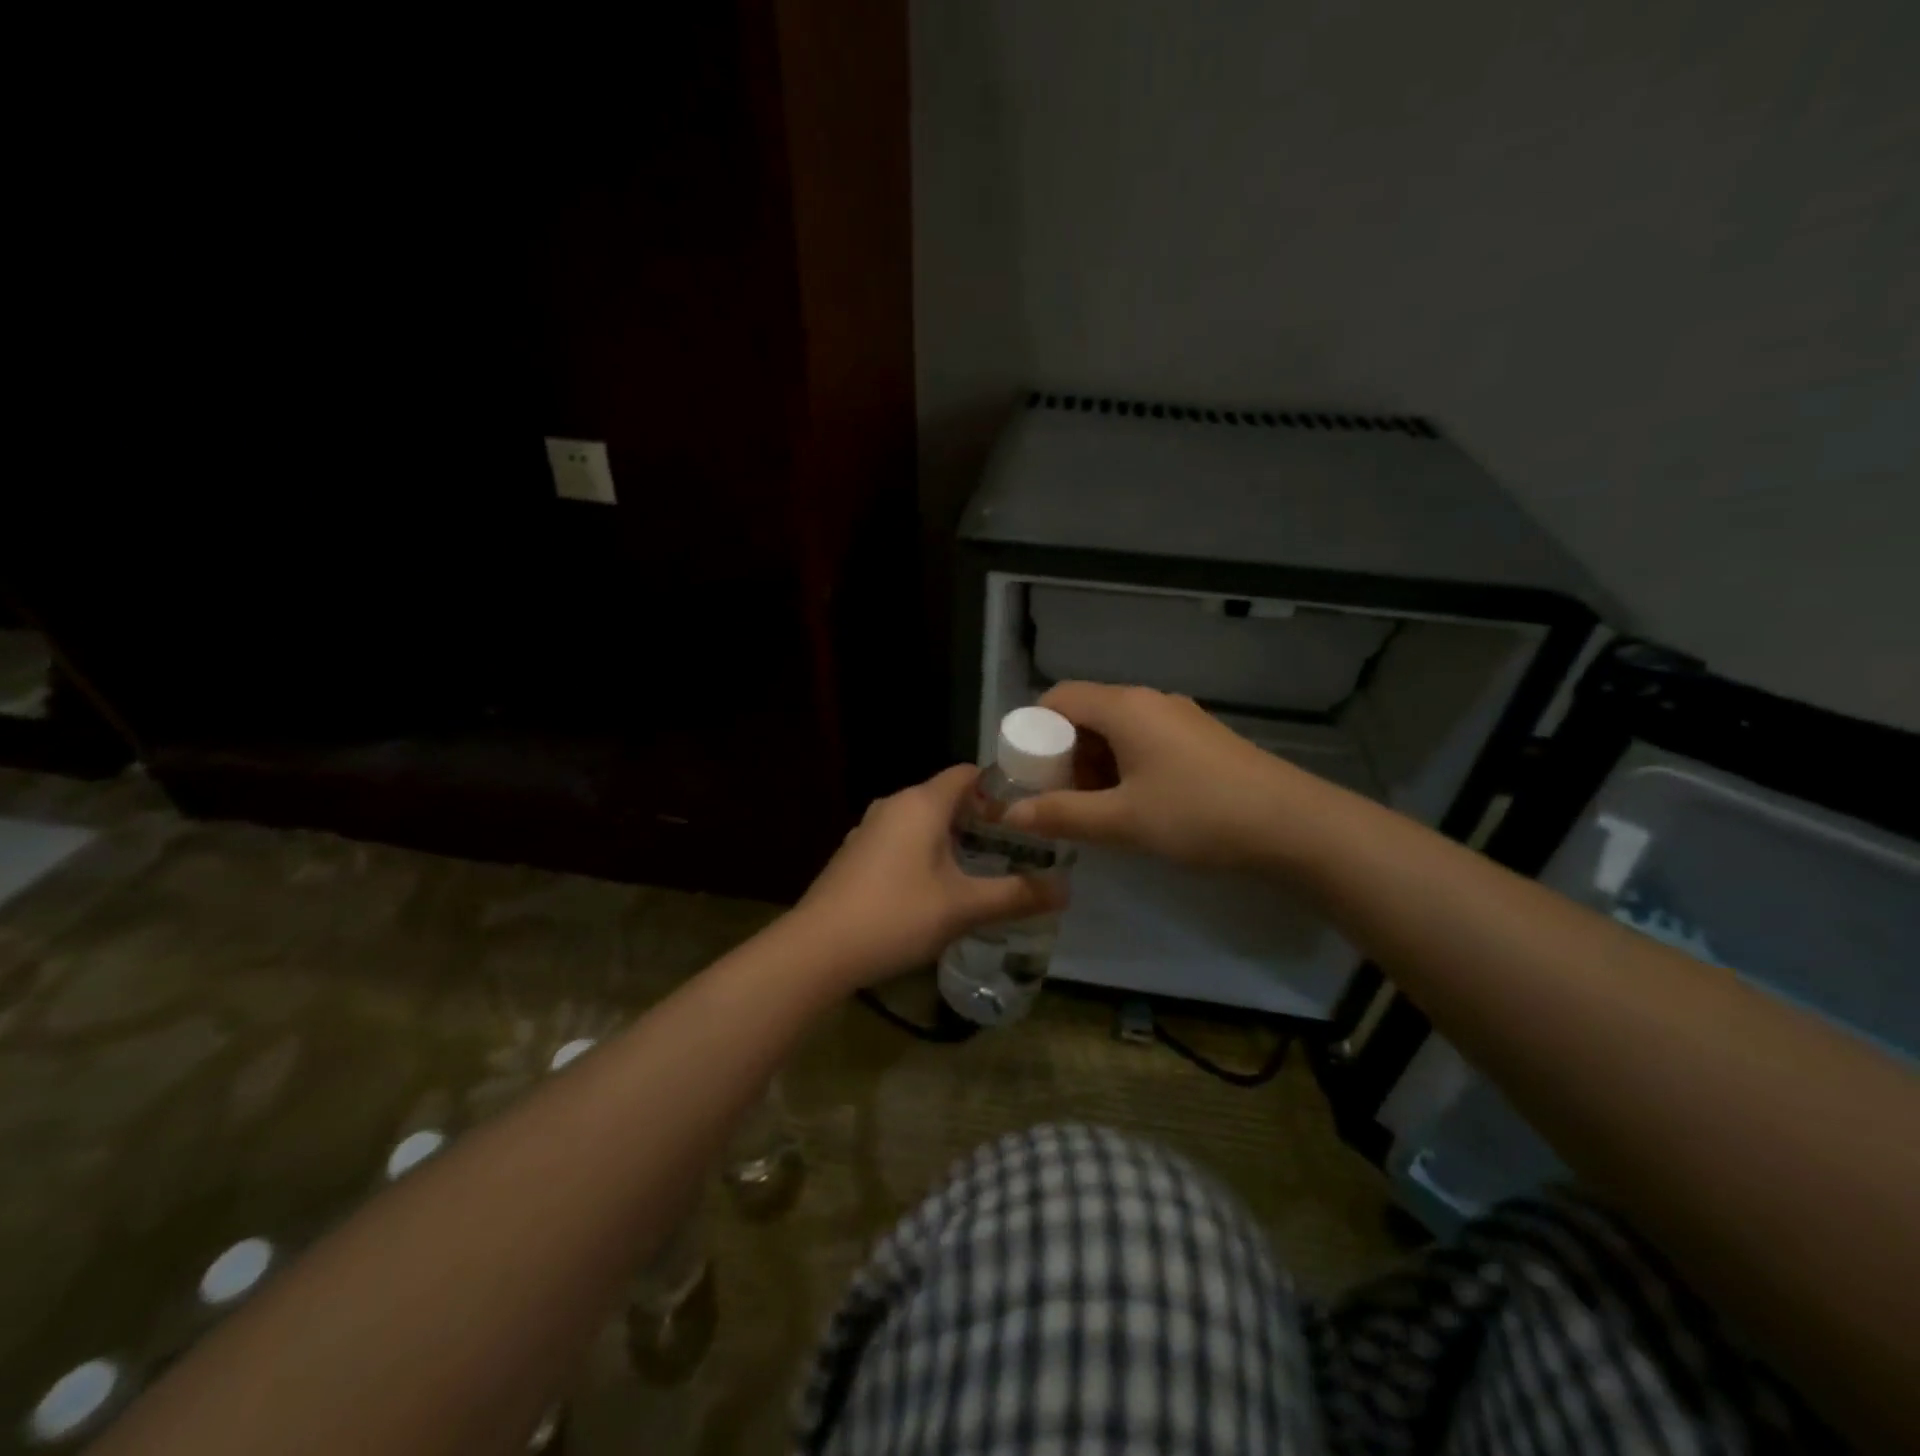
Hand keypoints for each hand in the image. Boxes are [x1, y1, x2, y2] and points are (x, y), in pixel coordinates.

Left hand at [792, 765, 1064, 987]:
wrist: (818, 949)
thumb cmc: (897, 916)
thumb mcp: (964, 908)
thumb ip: (1017, 895)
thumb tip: (1067, 889)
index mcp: (921, 803)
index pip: (967, 773)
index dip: (999, 786)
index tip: (1028, 812)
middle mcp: (893, 804)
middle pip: (945, 797)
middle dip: (980, 817)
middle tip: (1015, 847)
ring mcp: (868, 829)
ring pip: (921, 820)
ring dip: (951, 837)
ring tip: (982, 867)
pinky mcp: (855, 854)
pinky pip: (900, 840)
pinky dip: (924, 852)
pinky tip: (936, 888)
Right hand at [1002, 681, 1308, 869]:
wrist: (1293, 825)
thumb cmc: (1198, 815)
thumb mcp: (1122, 821)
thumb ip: (1061, 815)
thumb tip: (1010, 815)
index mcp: (1125, 707)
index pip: (1057, 698)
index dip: (1033, 732)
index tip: (1027, 775)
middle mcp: (1149, 701)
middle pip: (1086, 713)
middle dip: (1063, 755)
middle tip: (1059, 800)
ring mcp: (1179, 718)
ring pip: (1116, 730)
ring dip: (1094, 765)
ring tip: (1096, 810)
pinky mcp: (1200, 739)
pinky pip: (1144, 741)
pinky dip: (1124, 766)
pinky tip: (1135, 805)